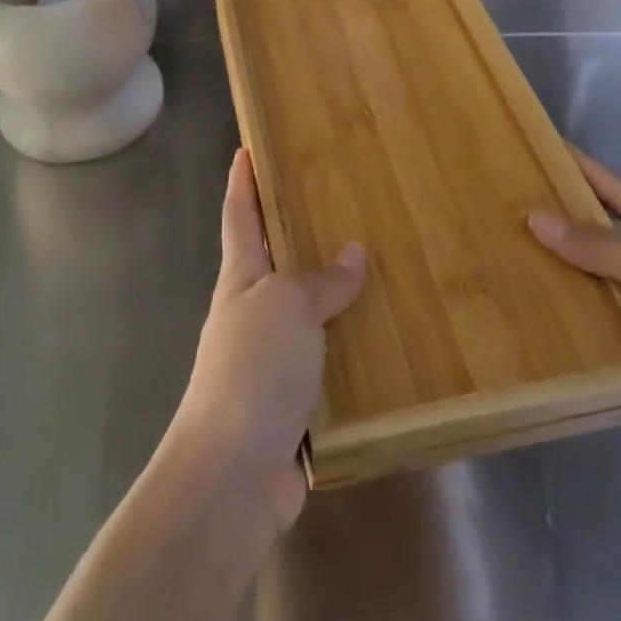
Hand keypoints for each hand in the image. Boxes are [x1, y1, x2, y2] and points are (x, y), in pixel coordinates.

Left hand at [168, 149, 365, 543]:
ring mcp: (270, 358)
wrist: (233, 473)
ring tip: (380, 266)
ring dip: (335, 293)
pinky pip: (329, 360)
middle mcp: (252, 312)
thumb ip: (322, 280)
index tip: (247, 147)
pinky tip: (387, 341)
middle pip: (275, 260)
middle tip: (337, 200)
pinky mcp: (294, 401)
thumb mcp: (288, 306)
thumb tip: (354, 253)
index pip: (239, 215)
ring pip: (307, 312)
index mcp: (241, 279)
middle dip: (298, 231)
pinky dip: (352, 347)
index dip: (242, 180)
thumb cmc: (253, 368)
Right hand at [528, 150, 620, 492]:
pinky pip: (599, 327)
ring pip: (598, 283)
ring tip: (503, 249)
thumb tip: (536, 218)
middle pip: (608, 237)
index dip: (586, 171)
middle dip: (563, 222)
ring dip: (560, 271)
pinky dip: (568, 318)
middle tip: (507, 202)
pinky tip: (525, 305)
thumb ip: (602, 245)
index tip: (542, 149)